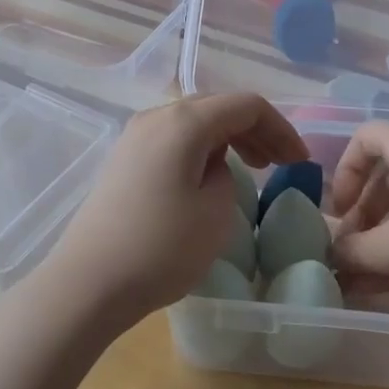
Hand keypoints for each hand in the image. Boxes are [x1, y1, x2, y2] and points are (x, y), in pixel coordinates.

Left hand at [36, 93, 306, 339]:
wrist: (88, 282)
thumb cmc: (161, 248)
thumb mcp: (216, 212)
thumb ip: (227, 174)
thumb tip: (213, 165)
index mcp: (184, 122)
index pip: (246, 106)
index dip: (280, 129)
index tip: (299, 161)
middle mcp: (156, 116)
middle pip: (218, 107)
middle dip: (256, 131)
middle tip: (280, 163)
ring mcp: (134, 136)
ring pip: (194, 123)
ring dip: (228, 139)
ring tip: (252, 168)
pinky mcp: (123, 160)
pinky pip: (173, 140)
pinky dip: (201, 149)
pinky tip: (210, 176)